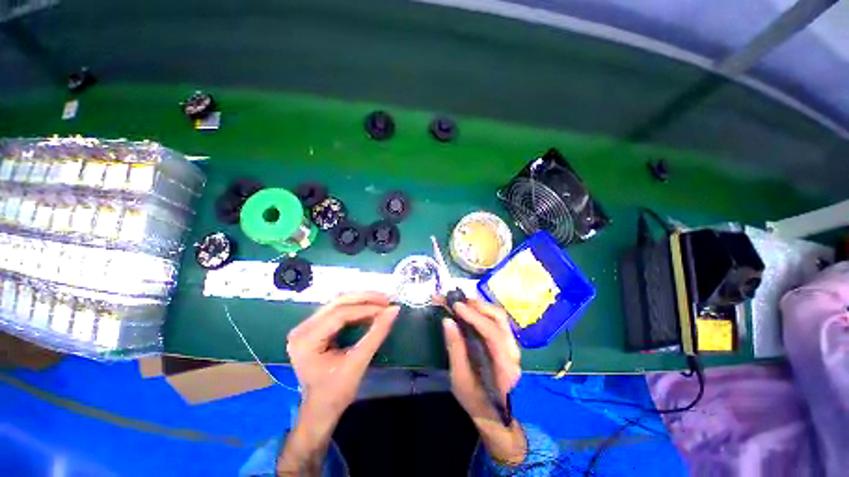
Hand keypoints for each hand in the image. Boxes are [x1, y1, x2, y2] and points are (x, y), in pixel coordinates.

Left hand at [287, 291, 399, 419]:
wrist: (320, 409)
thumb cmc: (336, 392)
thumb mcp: (358, 362)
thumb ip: (376, 333)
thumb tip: (394, 309)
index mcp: (306, 340)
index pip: (339, 315)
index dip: (366, 309)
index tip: (387, 307)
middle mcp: (302, 329)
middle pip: (337, 304)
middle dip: (364, 299)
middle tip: (386, 299)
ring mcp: (305, 327)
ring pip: (338, 303)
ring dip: (361, 301)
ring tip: (381, 303)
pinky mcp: (313, 327)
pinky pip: (337, 310)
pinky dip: (356, 308)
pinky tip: (370, 309)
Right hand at [441, 299, 521, 423]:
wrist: (492, 413)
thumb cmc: (475, 399)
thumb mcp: (459, 379)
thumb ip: (455, 349)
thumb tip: (447, 321)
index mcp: (505, 366)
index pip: (492, 333)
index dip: (474, 316)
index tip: (456, 306)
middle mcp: (513, 352)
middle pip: (499, 319)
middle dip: (477, 306)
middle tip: (457, 302)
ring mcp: (512, 345)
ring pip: (499, 316)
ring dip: (480, 306)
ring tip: (462, 304)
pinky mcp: (507, 342)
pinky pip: (496, 320)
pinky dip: (482, 311)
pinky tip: (470, 311)